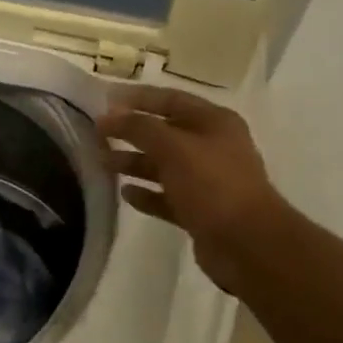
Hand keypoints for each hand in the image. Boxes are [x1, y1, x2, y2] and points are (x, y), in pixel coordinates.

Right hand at [96, 86, 285, 293]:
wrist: (246, 244)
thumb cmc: (212, 185)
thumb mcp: (173, 148)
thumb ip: (138, 128)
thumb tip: (107, 116)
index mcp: (215, 122)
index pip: (171, 100)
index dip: (137, 98)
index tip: (104, 100)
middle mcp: (213, 147)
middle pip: (165, 133)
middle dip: (131, 132)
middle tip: (96, 135)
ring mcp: (207, 182)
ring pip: (163, 166)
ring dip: (134, 163)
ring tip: (102, 163)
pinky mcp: (200, 212)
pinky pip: (167, 197)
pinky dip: (147, 194)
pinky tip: (125, 194)